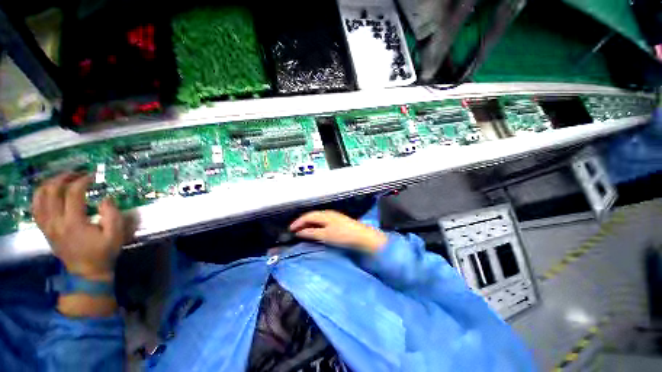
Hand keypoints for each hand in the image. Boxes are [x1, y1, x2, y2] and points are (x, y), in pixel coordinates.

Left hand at [33, 173, 125, 281]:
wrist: (86, 273)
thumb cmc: (103, 253)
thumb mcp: (115, 235)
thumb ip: (112, 215)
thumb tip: (106, 198)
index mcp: (73, 222)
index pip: (73, 193)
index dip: (83, 181)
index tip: (93, 176)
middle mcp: (56, 221)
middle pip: (52, 191)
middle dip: (64, 178)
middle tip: (77, 174)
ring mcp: (47, 226)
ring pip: (39, 197)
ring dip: (50, 184)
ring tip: (62, 180)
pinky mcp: (44, 229)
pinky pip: (35, 208)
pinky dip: (40, 196)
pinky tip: (49, 192)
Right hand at [289, 210, 387, 253]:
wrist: (362, 236)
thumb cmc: (343, 236)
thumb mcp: (325, 235)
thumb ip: (311, 233)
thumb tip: (299, 232)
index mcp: (324, 214)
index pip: (307, 216)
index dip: (298, 222)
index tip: (290, 229)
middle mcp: (328, 213)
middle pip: (312, 215)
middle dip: (302, 222)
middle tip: (295, 230)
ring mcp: (334, 216)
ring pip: (317, 218)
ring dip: (309, 224)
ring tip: (303, 231)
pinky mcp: (338, 221)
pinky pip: (322, 221)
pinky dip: (316, 225)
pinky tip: (316, 230)